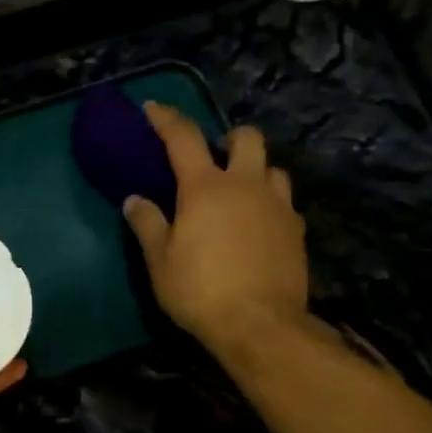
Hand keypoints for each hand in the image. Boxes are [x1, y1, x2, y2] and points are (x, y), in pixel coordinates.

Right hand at [124, 102, 311, 362]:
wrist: (260, 325)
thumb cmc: (200, 290)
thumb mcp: (160, 261)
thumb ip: (147, 225)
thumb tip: (134, 199)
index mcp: (206, 188)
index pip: (183, 138)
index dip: (166, 118)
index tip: (152, 108)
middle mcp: (246, 185)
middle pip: (247, 138)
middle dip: (229, 138)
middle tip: (213, 158)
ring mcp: (278, 206)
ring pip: (273, 168)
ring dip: (255, 171)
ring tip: (239, 193)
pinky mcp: (297, 231)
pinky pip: (285, 202)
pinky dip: (269, 204)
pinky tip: (257, 227)